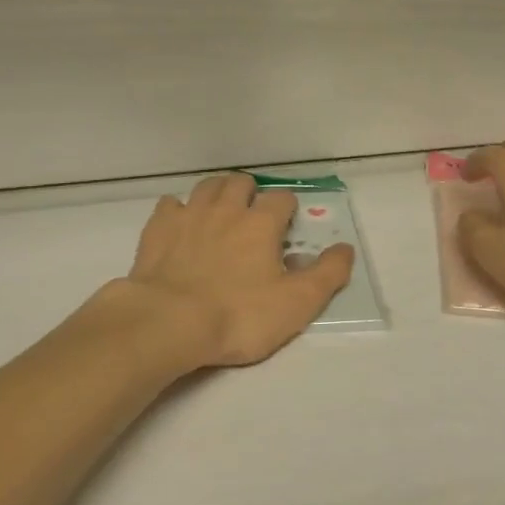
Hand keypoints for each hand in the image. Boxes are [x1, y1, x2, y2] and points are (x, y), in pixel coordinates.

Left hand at [113, 173, 354, 369]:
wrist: (169, 322)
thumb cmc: (239, 316)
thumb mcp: (296, 304)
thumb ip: (327, 274)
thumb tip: (345, 248)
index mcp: (261, 222)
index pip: (282, 198)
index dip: (288, 210)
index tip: (286, 229)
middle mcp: (226, 208)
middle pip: (241, 182)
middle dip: (250, 193)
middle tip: (252, 218)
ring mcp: (189, 214)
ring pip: (207, 186)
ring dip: (218, 193)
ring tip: (221, 213)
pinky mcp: (159, 227)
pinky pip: (170, 204)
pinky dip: (179, 210)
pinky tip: (181, 226)